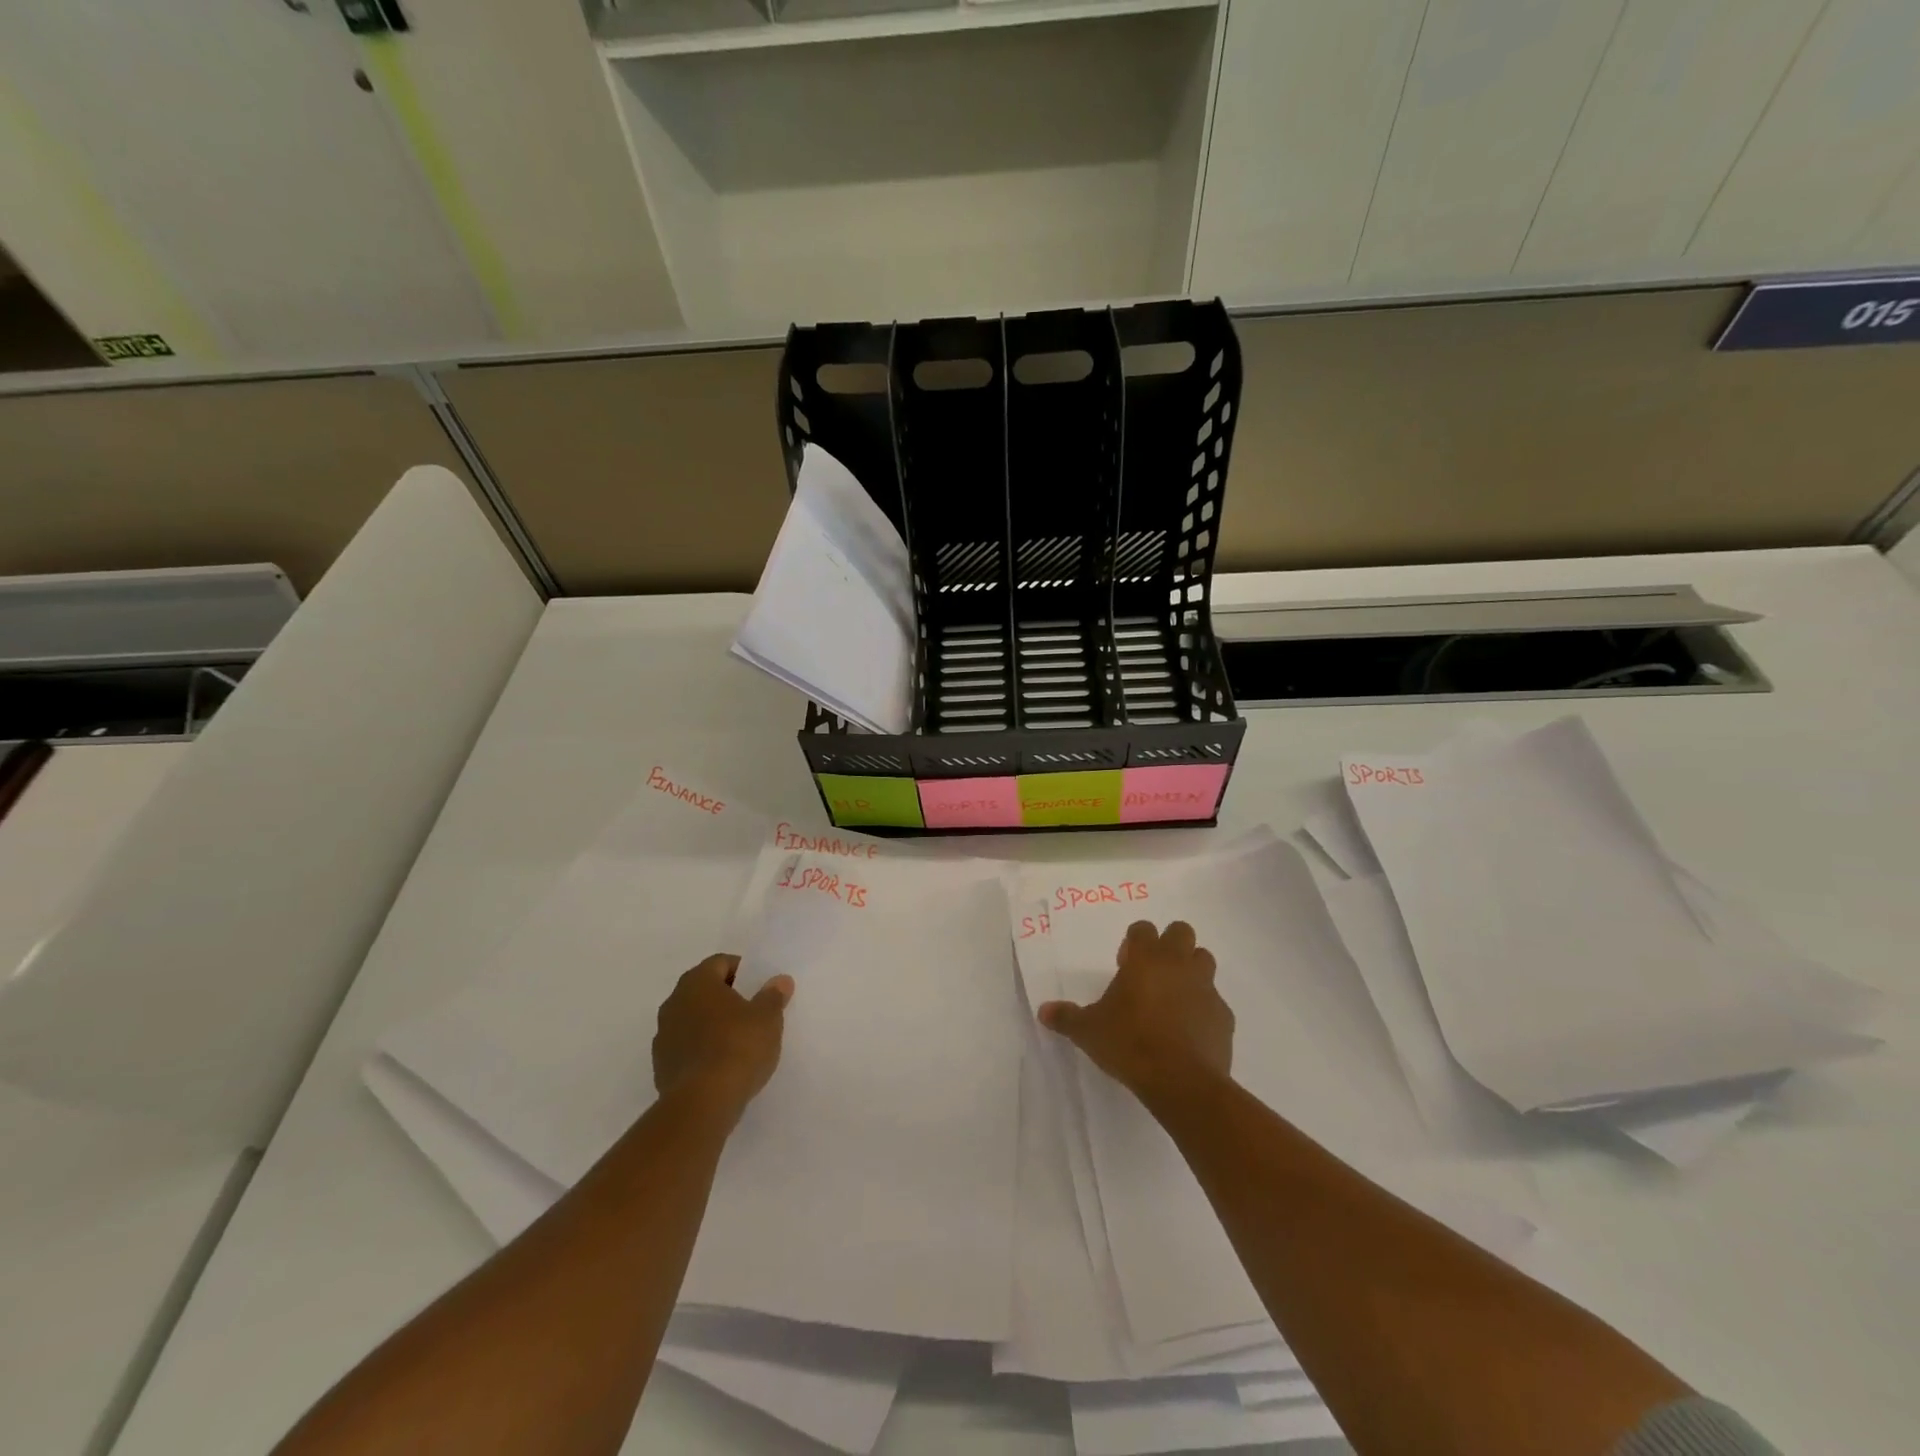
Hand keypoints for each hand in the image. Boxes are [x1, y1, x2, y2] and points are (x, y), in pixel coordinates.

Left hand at [652, 954, 793, 1118]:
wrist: (702, 1103)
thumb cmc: (738, 1047)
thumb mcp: (767, 1018)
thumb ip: (773, 996)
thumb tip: (780, 980)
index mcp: (697, 982)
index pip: (720, 963)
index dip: (742, 970)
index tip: (759, 986)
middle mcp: (674, 1002)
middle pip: (703, 990)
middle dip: (726, 997)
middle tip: (752, 1010)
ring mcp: (663, 1036)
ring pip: (692, 1019)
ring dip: (712, 1023)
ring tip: (738, 1040)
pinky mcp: (661, 1066)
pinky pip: (686, 1046)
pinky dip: (702, 1048)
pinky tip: (721, 1064)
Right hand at [1038, 920, 1232, 1108]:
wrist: (1181, 1081)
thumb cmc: (1130, 1043)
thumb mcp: (1089, 1031)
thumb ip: (1067, 1018)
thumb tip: (1043, 1011)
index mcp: (1146, 958)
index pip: (1143, 928)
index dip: (1134, 942)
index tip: (1124, 966)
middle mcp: (1179, 964)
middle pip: (1181, 932)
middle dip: (1169, 946)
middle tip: (1151, 975)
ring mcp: (1206, 988)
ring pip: (1204, 961)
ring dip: (1190, 971)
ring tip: (1172, 999)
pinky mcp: (1224, 1017)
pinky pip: (1215, 1002)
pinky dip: (1203, 1009)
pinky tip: (1189, 1032)